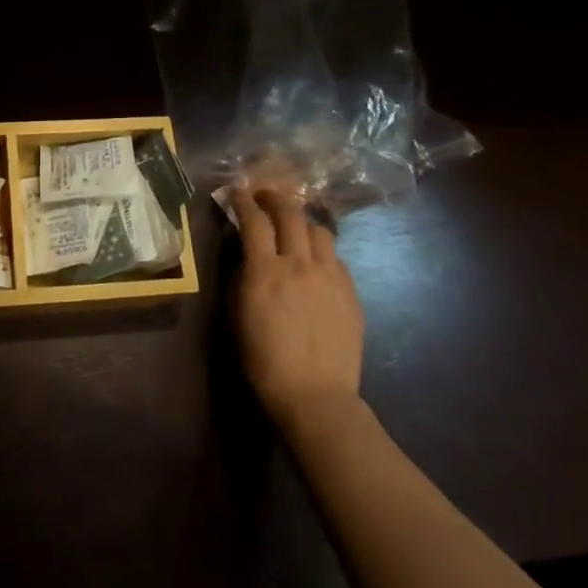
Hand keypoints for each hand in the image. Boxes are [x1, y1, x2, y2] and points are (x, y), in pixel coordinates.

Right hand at [231, 188, 364, 426]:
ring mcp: (330, 276)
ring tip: (294, 228)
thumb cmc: (264, 360)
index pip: (254, 220)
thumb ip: (241, 276)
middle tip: (265, 197)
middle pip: (290, 213)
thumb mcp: (238, 314)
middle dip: (275, 198)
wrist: (315, 395)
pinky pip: (335, 257)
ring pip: (319, 230)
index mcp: (265, 270)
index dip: (243, 200)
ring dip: (302, 222)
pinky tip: (315, 262)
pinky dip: (321, 250)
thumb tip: (247, 253)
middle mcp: (299, 263)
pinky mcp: (350, 292)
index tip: (236, 191)